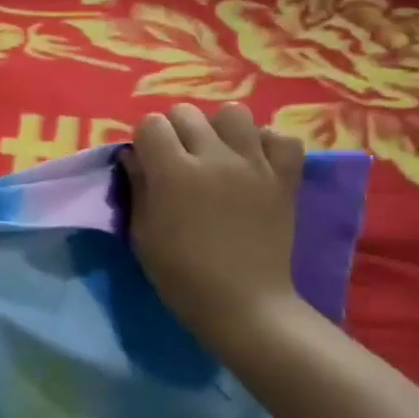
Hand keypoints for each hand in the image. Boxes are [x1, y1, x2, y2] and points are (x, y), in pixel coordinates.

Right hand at [125, 104, 309, 354]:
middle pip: (187, 113)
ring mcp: (254, 164)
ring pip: (234, 113)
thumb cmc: (182, 275)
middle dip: (175, 131)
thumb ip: (137, 187)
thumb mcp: (143, 234)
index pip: (151, 124)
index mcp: (173, 172)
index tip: (146, 162)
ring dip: (219, 129)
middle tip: (177, 160)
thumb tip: (133, 156)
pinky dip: (266, 143)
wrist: (244, 304)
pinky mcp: (284, 177)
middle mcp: (214, 157)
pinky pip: (280, 137)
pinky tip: (254, 161)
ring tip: (217, 154)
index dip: (144, 140)